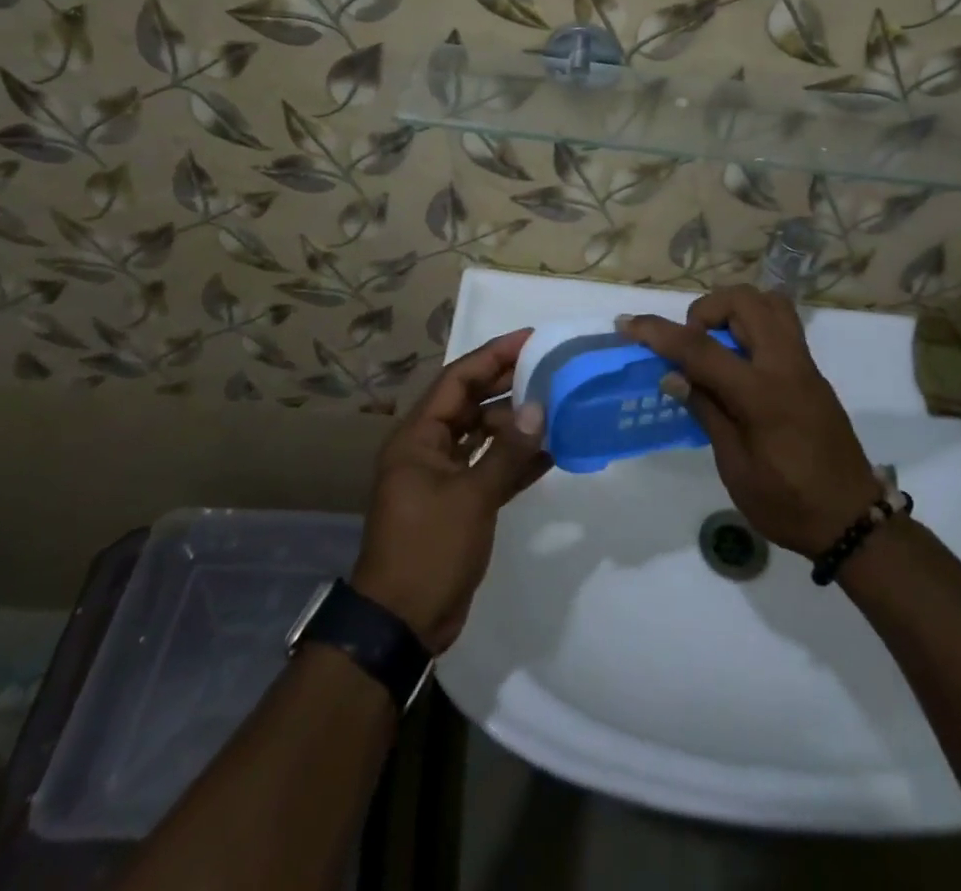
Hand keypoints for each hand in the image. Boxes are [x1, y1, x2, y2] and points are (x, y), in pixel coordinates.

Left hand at [352, 328, 550, 654]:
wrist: (402, 623)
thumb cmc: (429, 548)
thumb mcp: (472, 497)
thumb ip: (508, 451)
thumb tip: (540, 408)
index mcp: (418, 436)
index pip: (457, 380)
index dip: (493, 356)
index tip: (530, 339)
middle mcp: (428, 448)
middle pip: (471, 403)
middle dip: (509, 385)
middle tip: (551, 368)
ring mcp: (443, 476)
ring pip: (483, 435)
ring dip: (516, 424)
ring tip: (558, 407)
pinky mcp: (459, 502)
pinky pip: (490, 467)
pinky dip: (516, 459)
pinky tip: (551, 451)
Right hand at [618, 287, 882, 558]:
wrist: (852, 520)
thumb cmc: (787, 503)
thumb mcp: (735, 467)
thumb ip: (706, 411)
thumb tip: (673, 375)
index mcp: (762, 394)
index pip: (701, 348)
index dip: (659, 333)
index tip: (628, 324)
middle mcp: (786, 365)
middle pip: (743, 301)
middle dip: (705, 310)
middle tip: (691, 346)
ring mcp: (804, 364)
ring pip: (768, 302)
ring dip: (734, 311)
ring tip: (715, 347)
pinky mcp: (812, 371)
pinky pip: (781, 324)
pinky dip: (752, 324)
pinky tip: (738, 362)